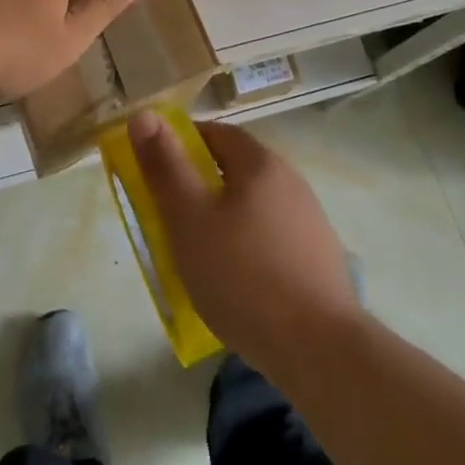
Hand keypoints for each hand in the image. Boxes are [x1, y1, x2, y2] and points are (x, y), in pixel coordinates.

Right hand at [128, 113, 362, 371]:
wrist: (321, 350)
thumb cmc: (243, 276)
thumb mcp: (189, 219)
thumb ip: (165, 167)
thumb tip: (143, 114)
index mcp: (260, 163)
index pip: (216, 133)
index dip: (183, 145)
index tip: (159, 172)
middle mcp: (290, 180)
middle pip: (237, 169)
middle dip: (202, 185)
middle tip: (172, 218)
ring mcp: (310, 220)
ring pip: (255, 206)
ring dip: (227, 219)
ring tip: (202, 256)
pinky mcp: (321, 259)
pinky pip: (274, 238)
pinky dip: (251, 248)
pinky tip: (240, 284)